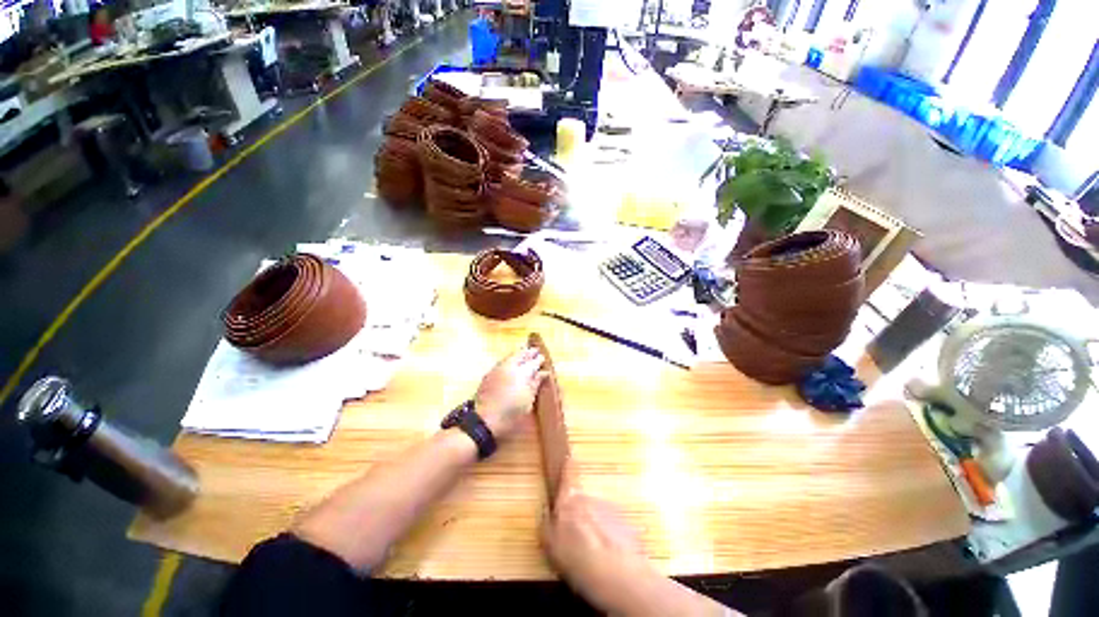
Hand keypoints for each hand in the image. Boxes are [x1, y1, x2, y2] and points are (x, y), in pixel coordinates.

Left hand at [474, 346, 546, 439]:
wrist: (484, 420)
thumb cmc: (511, 413)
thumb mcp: (528, 400)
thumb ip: (535, 383)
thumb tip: (544, 372)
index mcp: (522, 373)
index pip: (533, 362)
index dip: (539, 360)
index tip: (543, 358)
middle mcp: (510, 366)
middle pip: (521, 355)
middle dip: (529, 352)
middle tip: (535, 350)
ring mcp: (498, 368)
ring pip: (511, 356)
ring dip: (519, 353)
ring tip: (525, 351)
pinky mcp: (489, 373)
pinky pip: (503, 360)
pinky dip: (510, 358)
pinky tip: (511, 361)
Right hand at [540, 467, 656, 611]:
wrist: (619, 575)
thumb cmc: (578, 559)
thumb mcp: (551, 546)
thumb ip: (547, 526)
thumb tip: (547, 514)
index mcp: (571, 499)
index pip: (569, 474)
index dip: (568, 465)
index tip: (569, 457)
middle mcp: (591, 498)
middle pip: (583, 501)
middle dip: (581, 516)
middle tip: (577, 541)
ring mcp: (611, 510)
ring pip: (599, 516)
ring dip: (596, 530)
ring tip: (594, 557)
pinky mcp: (628, 524)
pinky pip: (614, 530)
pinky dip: (611, 541)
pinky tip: (609, 561)